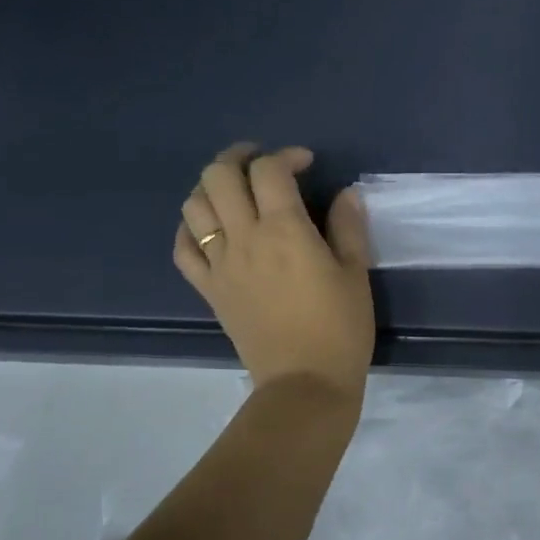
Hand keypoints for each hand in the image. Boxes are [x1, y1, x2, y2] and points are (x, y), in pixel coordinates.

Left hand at [174, 144, 374, 398]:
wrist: (304, 384)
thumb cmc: (340, 328)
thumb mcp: (356, 273)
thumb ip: (348, 227)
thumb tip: (345, 194)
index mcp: (284, 230)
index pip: (269, 170)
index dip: (286, 156)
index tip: (305, 164)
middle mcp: (244, 238)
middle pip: (218, 176)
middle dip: (238, 157)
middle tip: (261, 164)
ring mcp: (220, 264)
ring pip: (194, 206)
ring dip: (211, 187)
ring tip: (235, 191)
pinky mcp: (209, 289)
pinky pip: (183, 249)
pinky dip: (189, 228)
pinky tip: (208, 227)